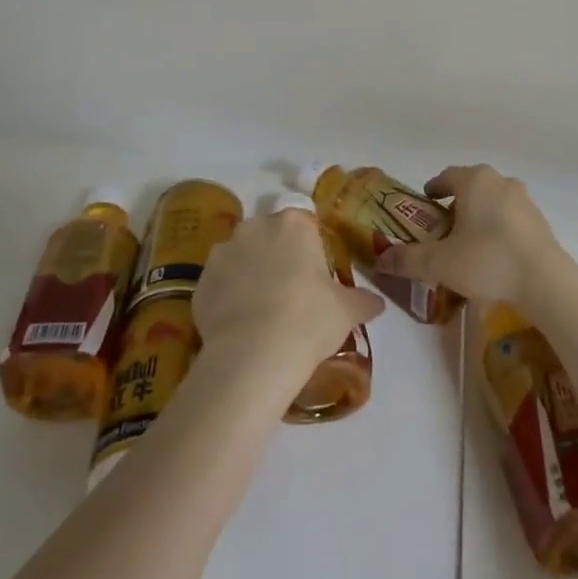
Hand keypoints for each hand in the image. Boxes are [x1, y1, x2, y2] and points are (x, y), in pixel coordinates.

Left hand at [193, 210, 384, 388]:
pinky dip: (227, 295)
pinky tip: (238, 323)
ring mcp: (223, 251)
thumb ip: (362, 300)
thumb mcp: (346, 311)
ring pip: (241, 256)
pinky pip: (219, 282)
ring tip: (260, 310)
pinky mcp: (201, 279)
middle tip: (289, 291)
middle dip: (276, 255)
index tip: (313, 275)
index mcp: (293, 223)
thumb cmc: (308, 320)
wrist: (253, 355)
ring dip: (249, 272)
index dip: (309, 248)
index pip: (304, 223)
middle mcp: (255, 226)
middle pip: (269, 235)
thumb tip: (377, 302)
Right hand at [376, 164, 564, 306]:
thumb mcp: (440, 263)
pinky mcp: (540, 220)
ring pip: (492, 201)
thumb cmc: (487, 260)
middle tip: (443, 228)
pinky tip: (493, 254)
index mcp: (473, 180)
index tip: (425, 205)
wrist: (545, 280)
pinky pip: (510, 217)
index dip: (433, 190)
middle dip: (456, 204)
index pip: (446, 177)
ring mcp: (523, 199)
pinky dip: (498, 228)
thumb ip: (408, 259)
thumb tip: (380, 260)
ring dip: (479, 215)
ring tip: (468, 243)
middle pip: (470, 187)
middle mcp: (499, 180)